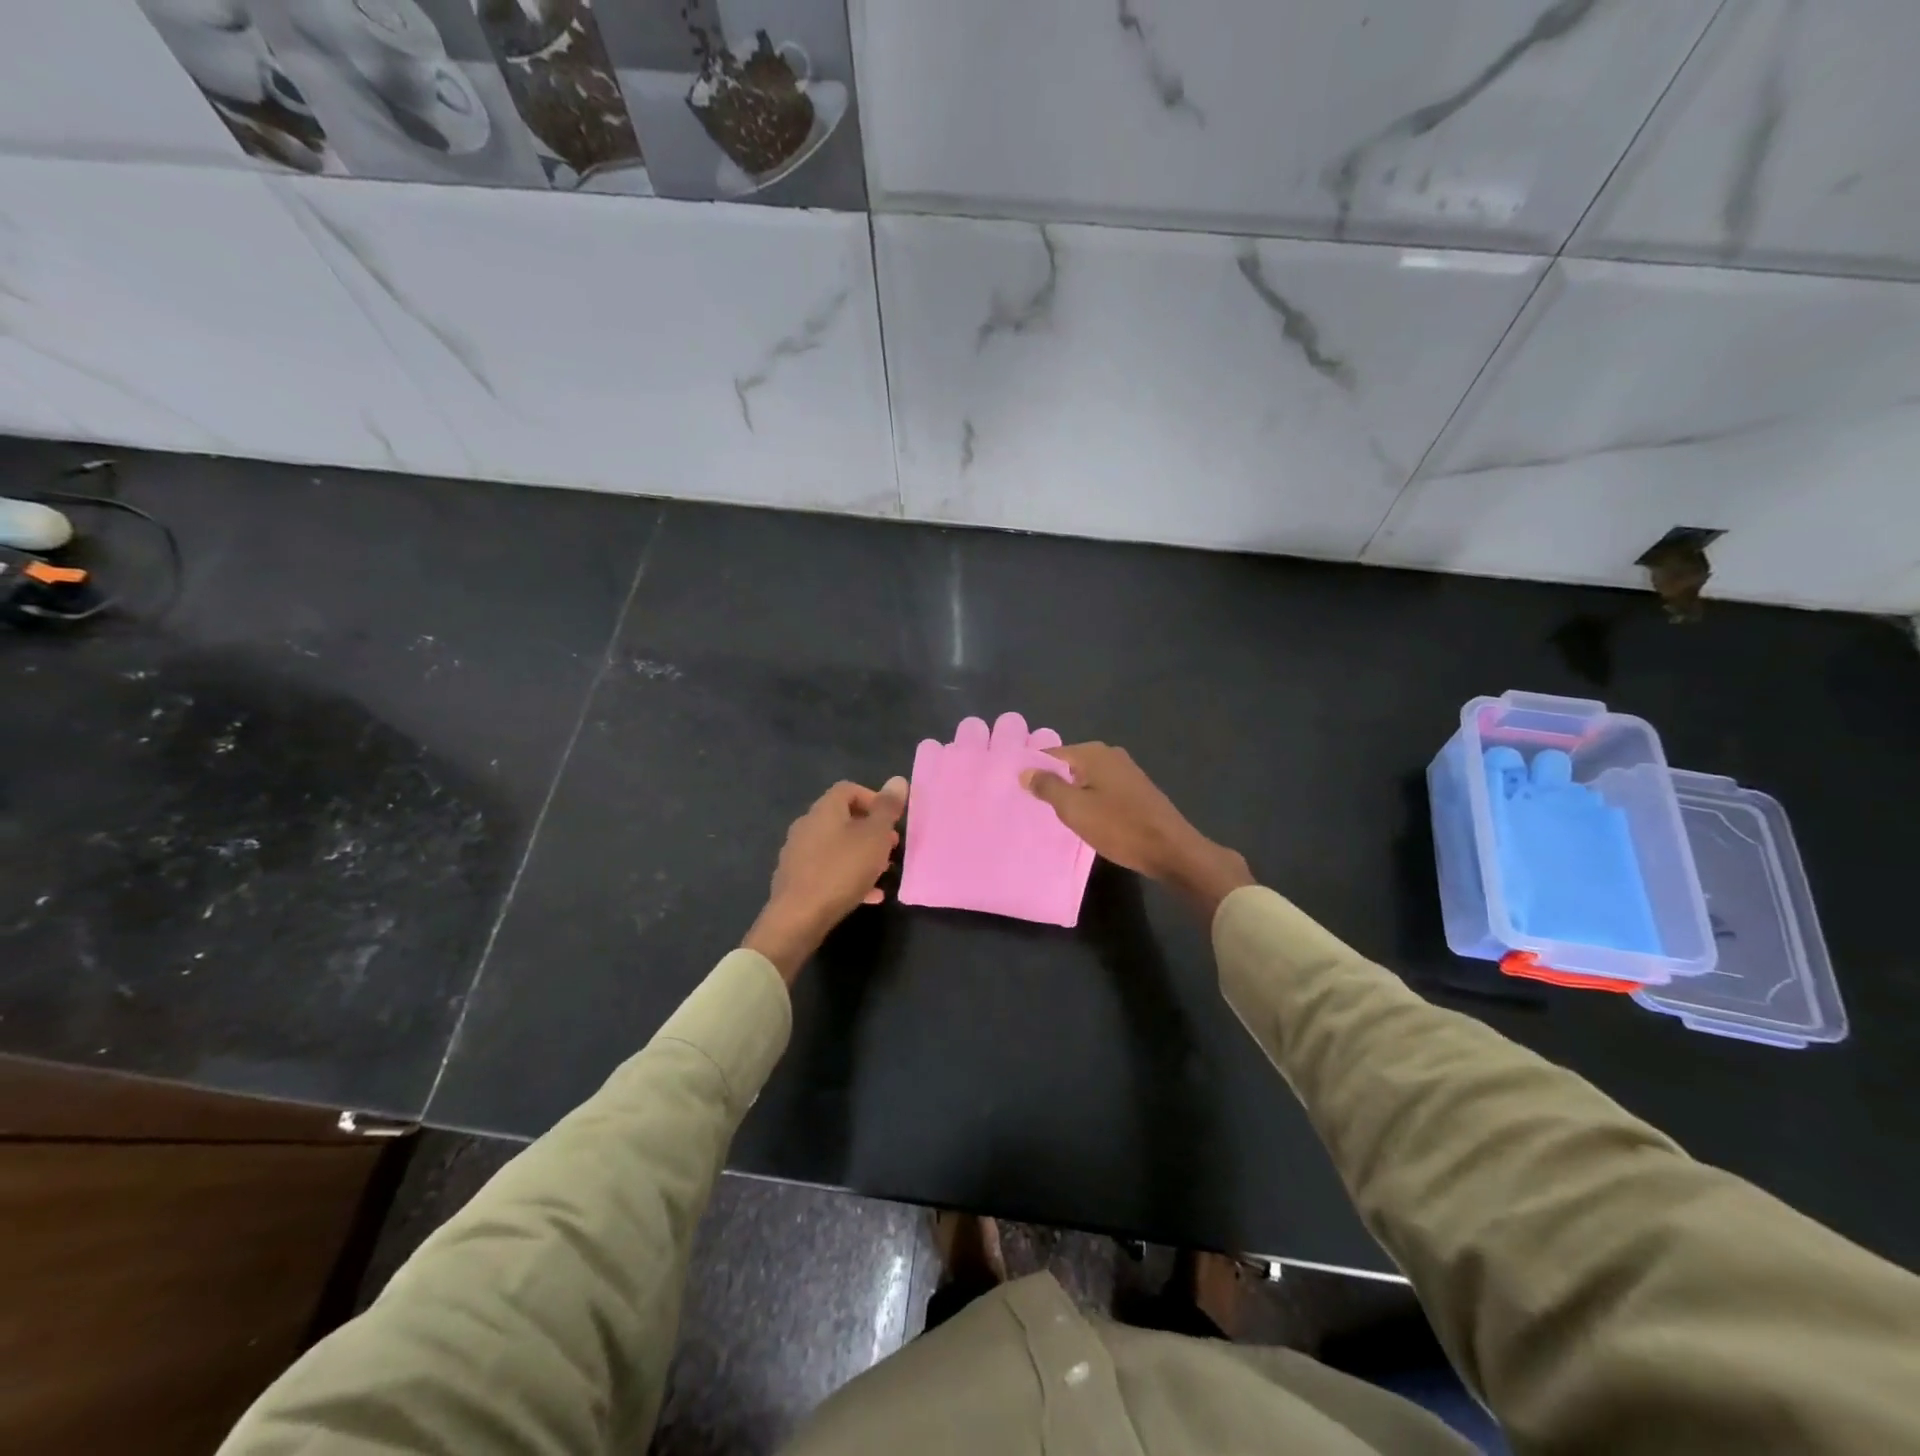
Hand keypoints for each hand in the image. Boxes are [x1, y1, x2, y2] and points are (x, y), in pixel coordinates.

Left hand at [744, 777, 908, 981]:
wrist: (798, 917)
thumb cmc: (841, 870)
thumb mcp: (874, 837)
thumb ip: (887, 809)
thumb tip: (898, 780)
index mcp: (824, 809)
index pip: (849, 789)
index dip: (873, 799)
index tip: (891, 820)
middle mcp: (807, 825)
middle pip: (842, 818)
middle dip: (870, 830)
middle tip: (891, 847)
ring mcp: (798, 853)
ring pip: (836, 846)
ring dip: (861, 854)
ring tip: (883, 871)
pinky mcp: (795, 879)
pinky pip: (828, 870)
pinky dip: (849, 876)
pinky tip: (868, 896)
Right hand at [1021, 744, 1252, 920]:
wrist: (1170, 849)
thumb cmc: (1118, 826)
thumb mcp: (1074, 809)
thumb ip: (1047, 787)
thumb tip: (1025, 771)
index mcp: (1093, 753)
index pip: (1051, 754)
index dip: (1034, 771)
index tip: (1019, 791)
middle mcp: (1110, 754)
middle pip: (1070, 765)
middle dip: (1053, 782)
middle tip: (1034, 806)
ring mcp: (1126, 771)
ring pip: (1086, 778)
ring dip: (1072, 794)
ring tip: (1056, 816)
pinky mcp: (1136, 790)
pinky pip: (1102, 789)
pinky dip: (1091, 800)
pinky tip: (1086, 819)